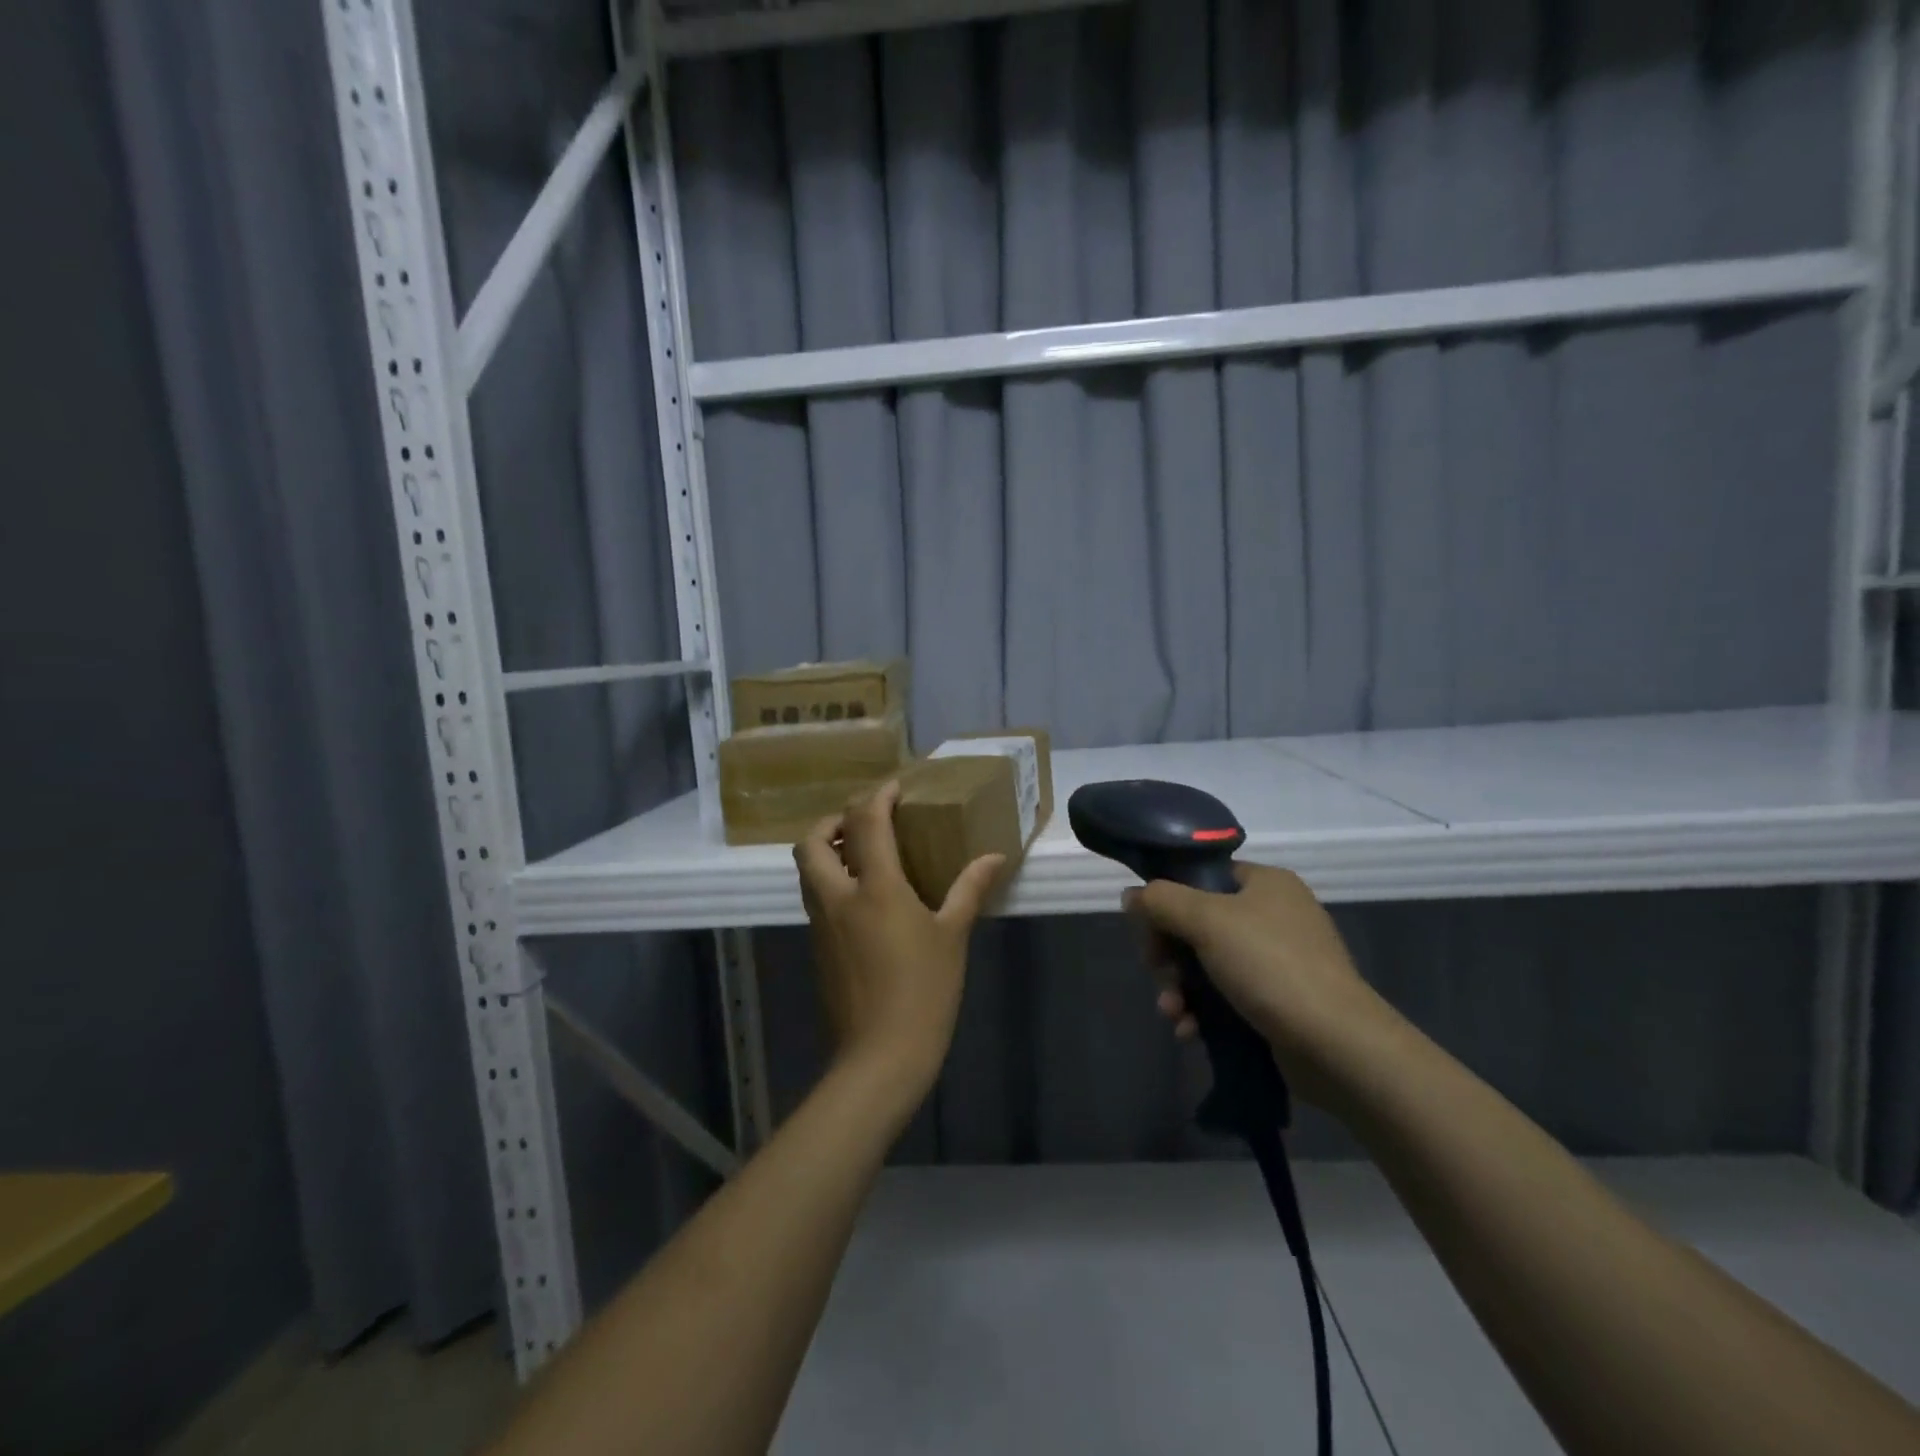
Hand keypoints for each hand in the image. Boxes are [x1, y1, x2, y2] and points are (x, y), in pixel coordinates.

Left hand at [795, 781, 1005, 1105]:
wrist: (880, 1056)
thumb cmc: (924, 991)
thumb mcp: (953, 936)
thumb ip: (970, 889)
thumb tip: (996, 857)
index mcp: (875, 888)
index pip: (865, 823)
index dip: (877, 797)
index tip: (895, 788)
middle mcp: (838, 897)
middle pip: (812, 842)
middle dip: (832, 821)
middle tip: (863, 822)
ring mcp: (821, 923)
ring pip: (807, 870)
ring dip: (825, 850)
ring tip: (861, 853)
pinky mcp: (816, 947)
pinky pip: (814, 897)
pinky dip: (828, 879)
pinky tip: (861, 896)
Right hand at [1125, 863, 1397, 1106]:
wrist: (1337, 1045)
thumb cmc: (1270, 966)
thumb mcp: (1206, 921)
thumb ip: (1161, 901)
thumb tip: (1131, 895)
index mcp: (1266, 883)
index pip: (1202, 877)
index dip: (1168, 900)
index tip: (1148, 931)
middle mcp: (1275, 915)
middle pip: (1199, 923)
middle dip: (1170, 955)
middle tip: (1158, 974)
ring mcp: (1280, 961)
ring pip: (1208, 964)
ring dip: (1180, 987)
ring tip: (1172, 1012)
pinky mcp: (1280, 1002)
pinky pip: (1227, 996)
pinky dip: (1203, 1011)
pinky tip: (1189, 1030)